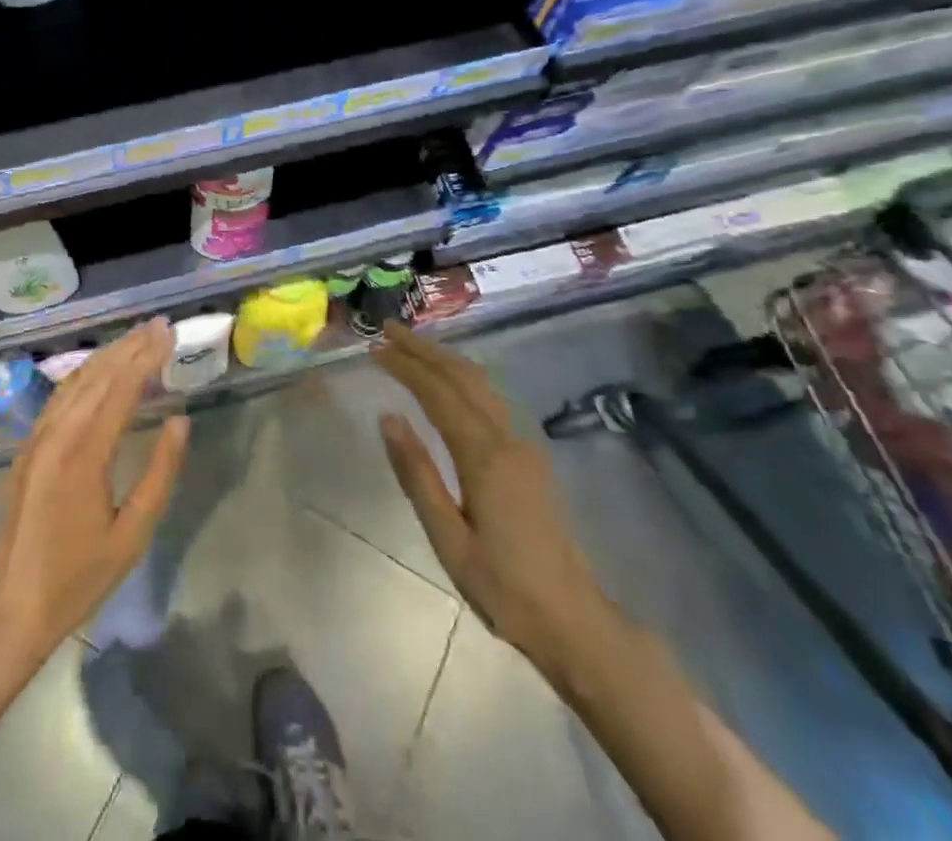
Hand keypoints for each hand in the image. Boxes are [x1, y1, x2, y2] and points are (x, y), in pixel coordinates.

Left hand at [0, 320, 189, 666]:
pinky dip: (85, 374)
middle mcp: (57, 434)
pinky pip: (60, 397)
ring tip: (135, 337)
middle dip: (129, 346)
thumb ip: (159, 473)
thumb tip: (180, 421)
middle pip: (97, 376)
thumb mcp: (132, 535)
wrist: (11, 606)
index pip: (121, 389)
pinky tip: (98, 369)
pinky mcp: (29, 446)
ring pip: (76, 381)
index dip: (146, 358)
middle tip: (158, 324)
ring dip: (107, 355)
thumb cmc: (78, 577)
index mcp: (84, 453)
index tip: (168, 333)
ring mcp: (38, 438)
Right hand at [373, 321, 609, 669]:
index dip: (405, 366)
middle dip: (424, 349)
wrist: (576, 622)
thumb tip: (388, 418)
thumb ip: (417, 475)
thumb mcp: (448, 539)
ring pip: (481, 384)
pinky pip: (490, 399)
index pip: (438, 393)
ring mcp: (523, 446)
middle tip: (387, 330)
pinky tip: (448, 381)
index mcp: (485, 456)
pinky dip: (461, 377)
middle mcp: (506, 439)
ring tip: (411, 346)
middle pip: (462, 376)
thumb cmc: (504, 588)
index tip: (374, 348)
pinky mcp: (529, 458)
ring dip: (444, 358)